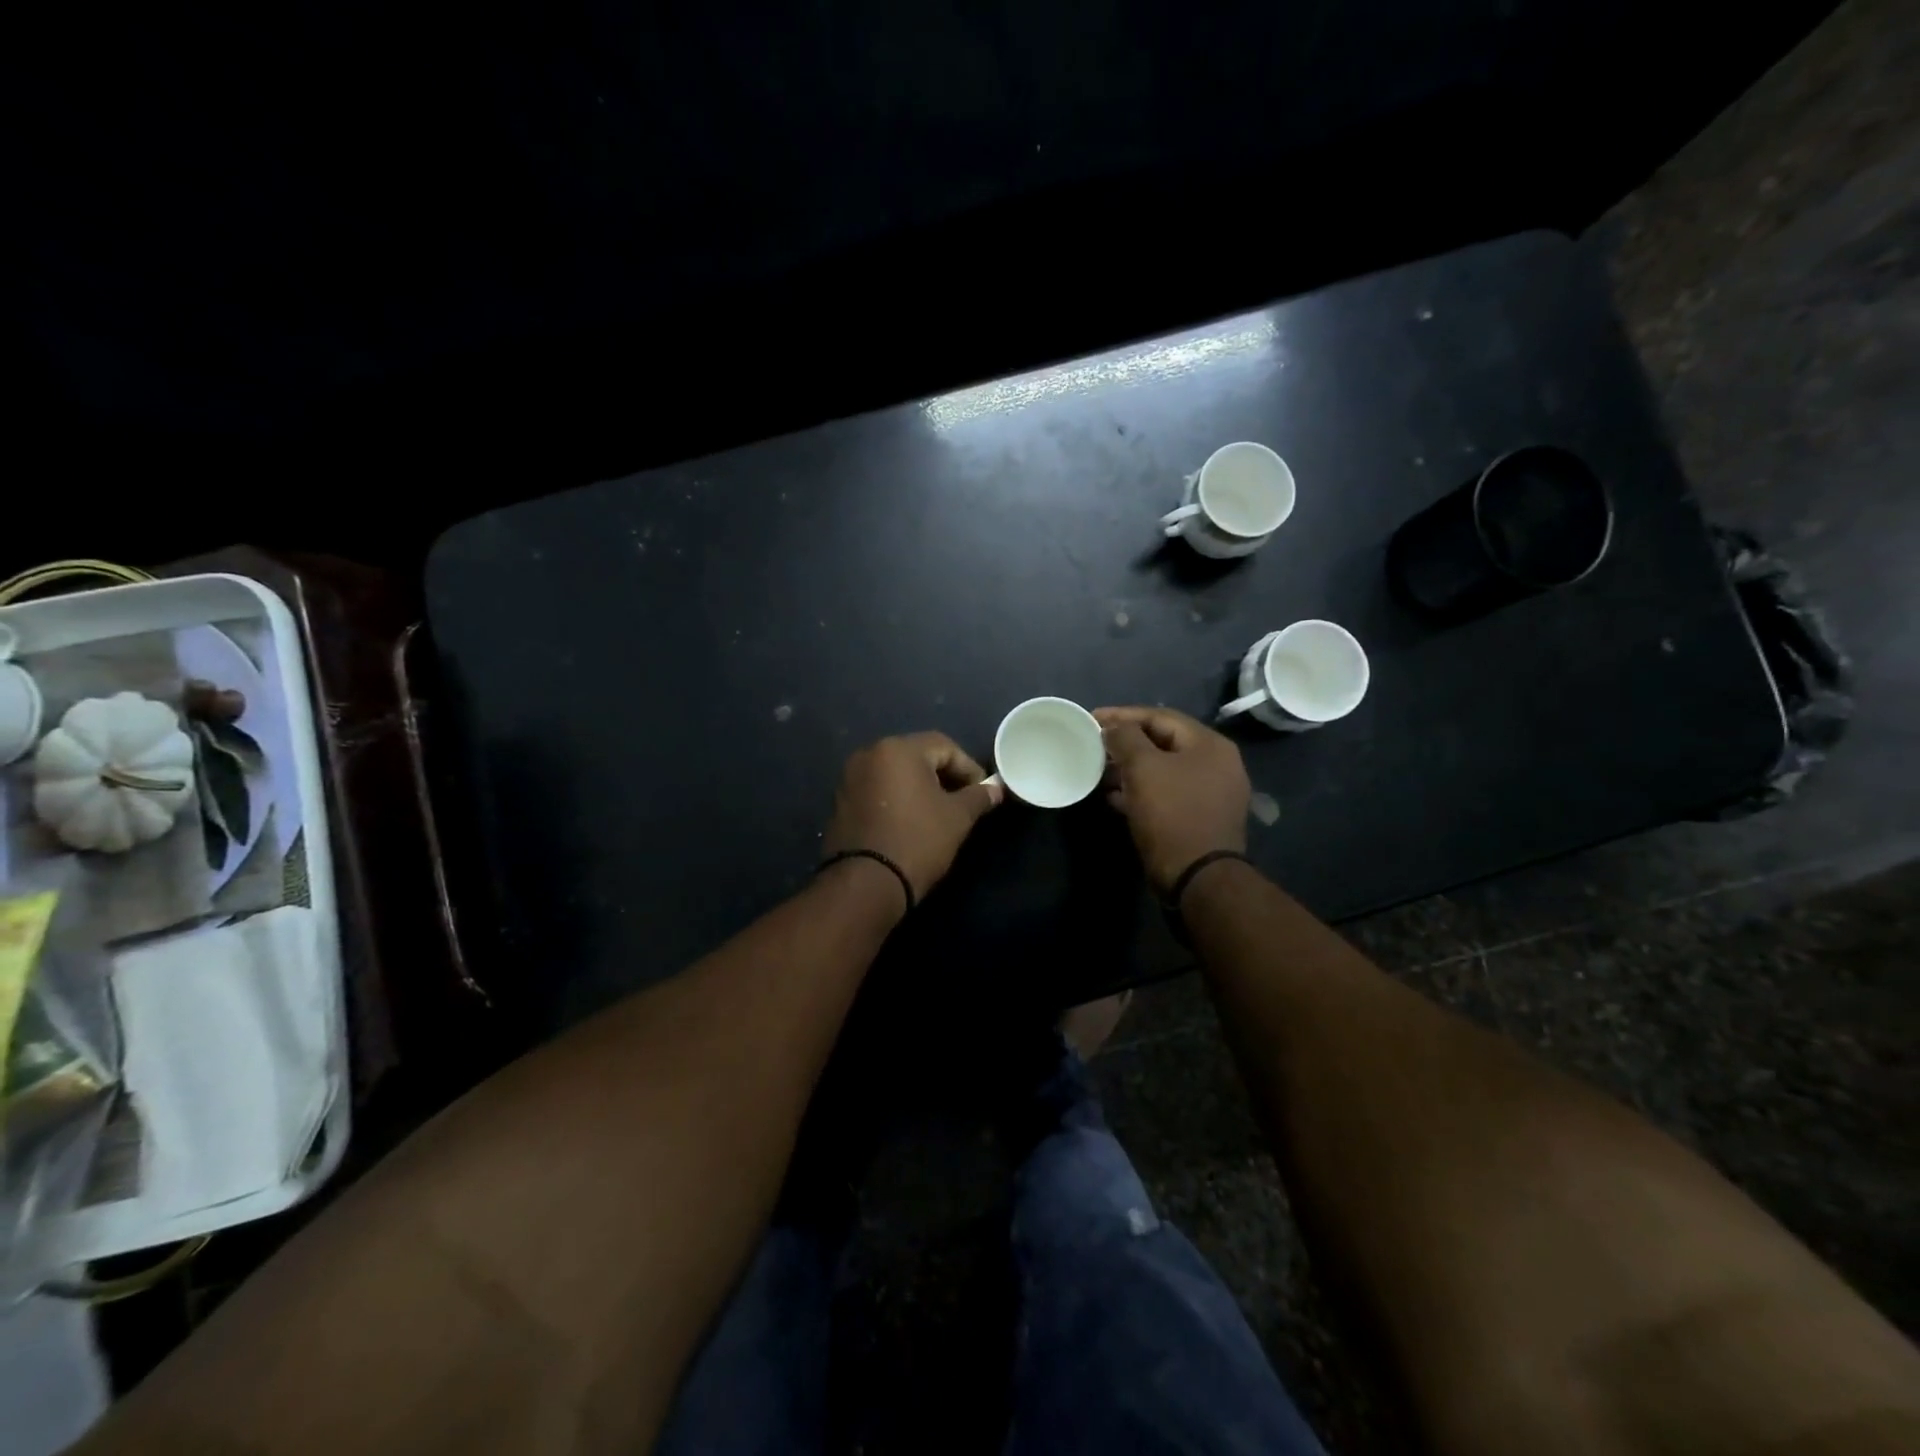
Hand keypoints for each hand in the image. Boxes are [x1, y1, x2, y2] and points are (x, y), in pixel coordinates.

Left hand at [823, 733, 1003, 901]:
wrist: (865, 884)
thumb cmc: (917, 841)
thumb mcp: (957, 818)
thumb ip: (978, 797)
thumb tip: (995, 789)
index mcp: (898, 749)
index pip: (945, 746)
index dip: (969, 768)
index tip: (983, 793)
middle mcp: (869, 754)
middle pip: (918, 756)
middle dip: (944, 776)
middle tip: (964, 802)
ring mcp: (850, 778)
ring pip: (896, 773)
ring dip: (920, 788)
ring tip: (939, 813)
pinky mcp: (840, 802)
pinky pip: (878, 790)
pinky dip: (897, 799)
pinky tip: (910, 822)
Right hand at [1095, 706, 1249, 895]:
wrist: (1197, 877)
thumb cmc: (1171, 813)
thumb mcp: (1143, 768)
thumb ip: (1125, 738)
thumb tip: (1113, 728)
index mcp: (1209, 745)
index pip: (1161, 717)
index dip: (1123, 715)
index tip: (1092, 718)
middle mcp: (1216, 764)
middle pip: (1163, 742)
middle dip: (1126, 743)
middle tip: (1095, 744)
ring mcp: (1211, 794)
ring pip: (1163, 770)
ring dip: (1130, 768)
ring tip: (1099, 771)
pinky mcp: (1199, 819)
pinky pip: (1166, 794)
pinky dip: (1140, 791)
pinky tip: (1114, 797)